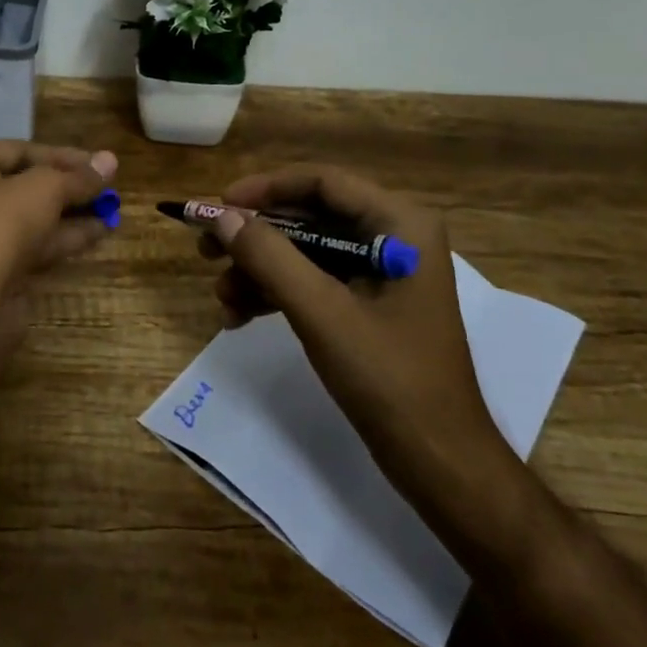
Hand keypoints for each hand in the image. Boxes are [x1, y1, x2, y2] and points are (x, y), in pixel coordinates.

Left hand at [0, 141, 116, 325]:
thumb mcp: (44, 190)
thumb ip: (78, 176)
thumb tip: (110, 159)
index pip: (19, 150)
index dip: (64, 156)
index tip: (101, 164)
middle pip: (24, 183)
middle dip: (68, 186)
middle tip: (108, 187)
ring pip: (29, 216)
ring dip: (70, 212)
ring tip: (113, 209)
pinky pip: (29, 244)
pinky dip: (61, 237)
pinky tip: (99, 233)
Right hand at [202, 165, 510, 500]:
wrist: (440, 464)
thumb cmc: (390, 378)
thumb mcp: (321, 313)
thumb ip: (269, 257)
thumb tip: (219, 216)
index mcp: (399, 224)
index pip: (322, 182)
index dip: (266, 188)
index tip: (219, 207)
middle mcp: (393, 237)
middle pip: (310, 216)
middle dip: (256, 236)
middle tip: (206, 249)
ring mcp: (382, 272)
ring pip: (306, 251)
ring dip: (260, 269)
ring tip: (222, 297)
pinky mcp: (369, 304)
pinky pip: (314, 281)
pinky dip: (277, 293)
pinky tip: (240, 316)